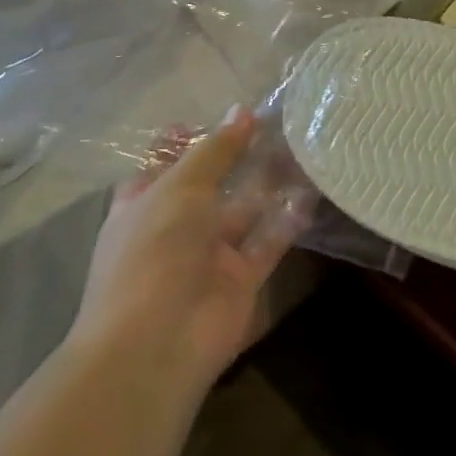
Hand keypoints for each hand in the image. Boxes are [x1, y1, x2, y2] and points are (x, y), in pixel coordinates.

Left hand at [69, 109, 310, 393]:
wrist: (158, 344)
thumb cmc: (154, 252)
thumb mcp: (180, 188)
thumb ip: (215, 150)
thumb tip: (243, 111)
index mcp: (144, 205)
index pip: (163, 165)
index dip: (189, 140)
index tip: (224, 114)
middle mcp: (175, 228)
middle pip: (211, 185)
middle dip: (240, 156)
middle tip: (279, 121)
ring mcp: (209, 256)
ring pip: (244, 211)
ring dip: (269, 182)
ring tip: (303, 145)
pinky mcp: (241, 280)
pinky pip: (268, 242)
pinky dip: (288, 219)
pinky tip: (312, 191)